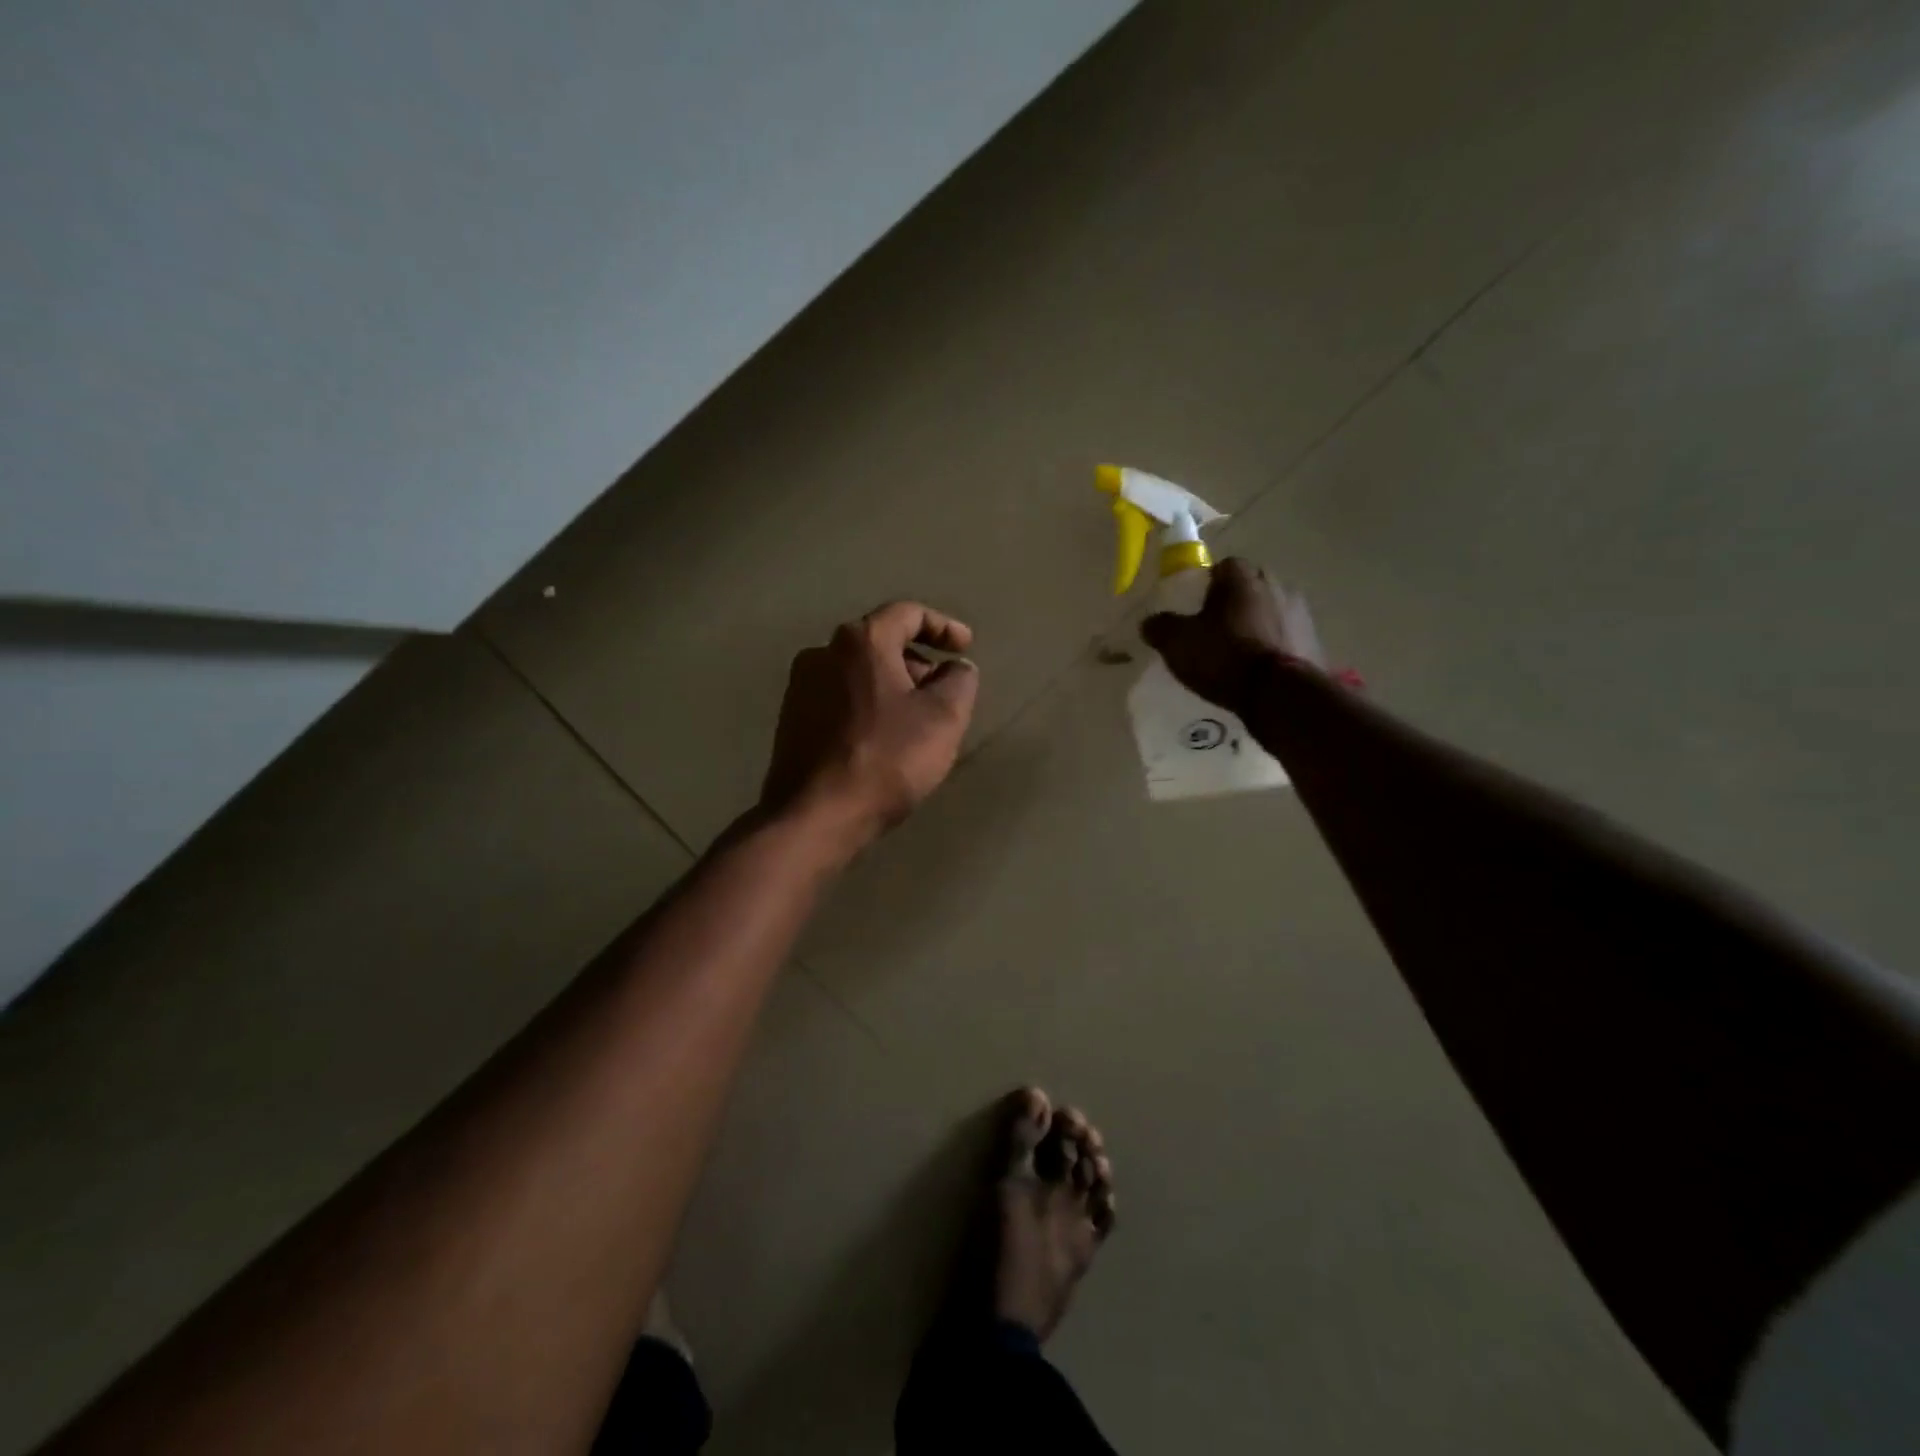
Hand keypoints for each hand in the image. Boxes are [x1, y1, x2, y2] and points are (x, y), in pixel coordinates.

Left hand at [762, 601, 979, 851]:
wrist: (815, 815)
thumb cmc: (886, 759)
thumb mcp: (943, 718)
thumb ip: (959, 681)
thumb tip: (956, 669)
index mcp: (861, 641)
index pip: (907, 614)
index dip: (943, 626)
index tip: (965, 647)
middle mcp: (823, 653)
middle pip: (880, 643)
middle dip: (917, 662)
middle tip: (943, 691)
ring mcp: (800, 687)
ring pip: (858, 673)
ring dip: (892, 687)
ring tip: (917, 720)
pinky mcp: (790, 720)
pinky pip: (839, 699)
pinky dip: (867, 706)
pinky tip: (882, 739)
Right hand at [1139, 557, 1325, 713]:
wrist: (1279, 694)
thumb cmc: (1224, 656)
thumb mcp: (1177, 643)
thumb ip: (1160, 627)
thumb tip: (1149, 622)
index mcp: (1242, 577)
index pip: (1224, 566)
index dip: (1208, 584)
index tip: (1197, 606)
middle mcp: (1276, 584)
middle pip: (1251, 586)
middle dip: (1235, 602)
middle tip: (1216, 628)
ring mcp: (1300, 612)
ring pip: (1271, 610)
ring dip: (1258, 623)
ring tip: (1240, 652)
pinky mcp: (1314, 640)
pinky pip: (1287, 636)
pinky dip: (1275, 645)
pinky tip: (1261, 668)